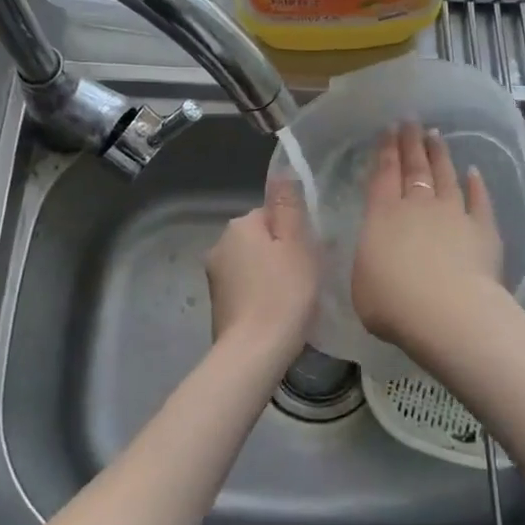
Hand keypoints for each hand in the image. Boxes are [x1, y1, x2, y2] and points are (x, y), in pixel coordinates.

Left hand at [204, 175, 317, 361]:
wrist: (254, 353)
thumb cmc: (284, 294)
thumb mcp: (296, 244)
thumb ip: (288, 207)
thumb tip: (282, 171)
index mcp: (239, 225)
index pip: (272, 214)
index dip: (294, 232)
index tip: (310, 254)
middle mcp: (219, 245)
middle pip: (261, 238)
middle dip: (282, 252)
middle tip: (305, 277)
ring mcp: (215, 276)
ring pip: (253, 263)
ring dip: (271, 274)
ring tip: (293, 298)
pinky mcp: (217, 303)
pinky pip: (246, 287)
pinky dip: (261, 294)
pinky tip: (276, 311)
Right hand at [351, 122, 503, 350]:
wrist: (447, 313)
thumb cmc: (393, 302)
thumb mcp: (361, 282)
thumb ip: (369, 260)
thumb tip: (375, 253)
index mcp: (382, 215)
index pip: (383, 174)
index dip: (385, 150)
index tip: (388, 129)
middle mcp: (418, 206)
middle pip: (414, 167)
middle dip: (411, 142)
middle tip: (411, 121)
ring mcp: (453, 214)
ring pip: (446, 176)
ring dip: (440, 155)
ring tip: (436, 136)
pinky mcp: (483, 230)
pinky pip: (480, 201)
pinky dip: (477, 186)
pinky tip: (474, 172)